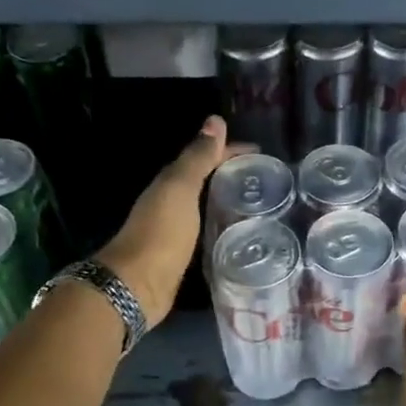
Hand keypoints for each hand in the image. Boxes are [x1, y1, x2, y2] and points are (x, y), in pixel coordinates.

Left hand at [96, 116, 248, 327]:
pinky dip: (224, 227)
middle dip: (234, 177)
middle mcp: (172, 202)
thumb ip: (197, 158)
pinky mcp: (184, 255)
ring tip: (262, 207)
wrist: (137, 285)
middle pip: (207, 181)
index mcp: (171, 183)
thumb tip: (215, 121)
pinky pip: (209, 232)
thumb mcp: (180, 189)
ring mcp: (177, 230)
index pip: (206, 157)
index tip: (264, 155)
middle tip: (267, 181)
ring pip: (208, 207)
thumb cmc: (160, 233)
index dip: (233, 152)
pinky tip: (242, 235)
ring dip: (230, 202)